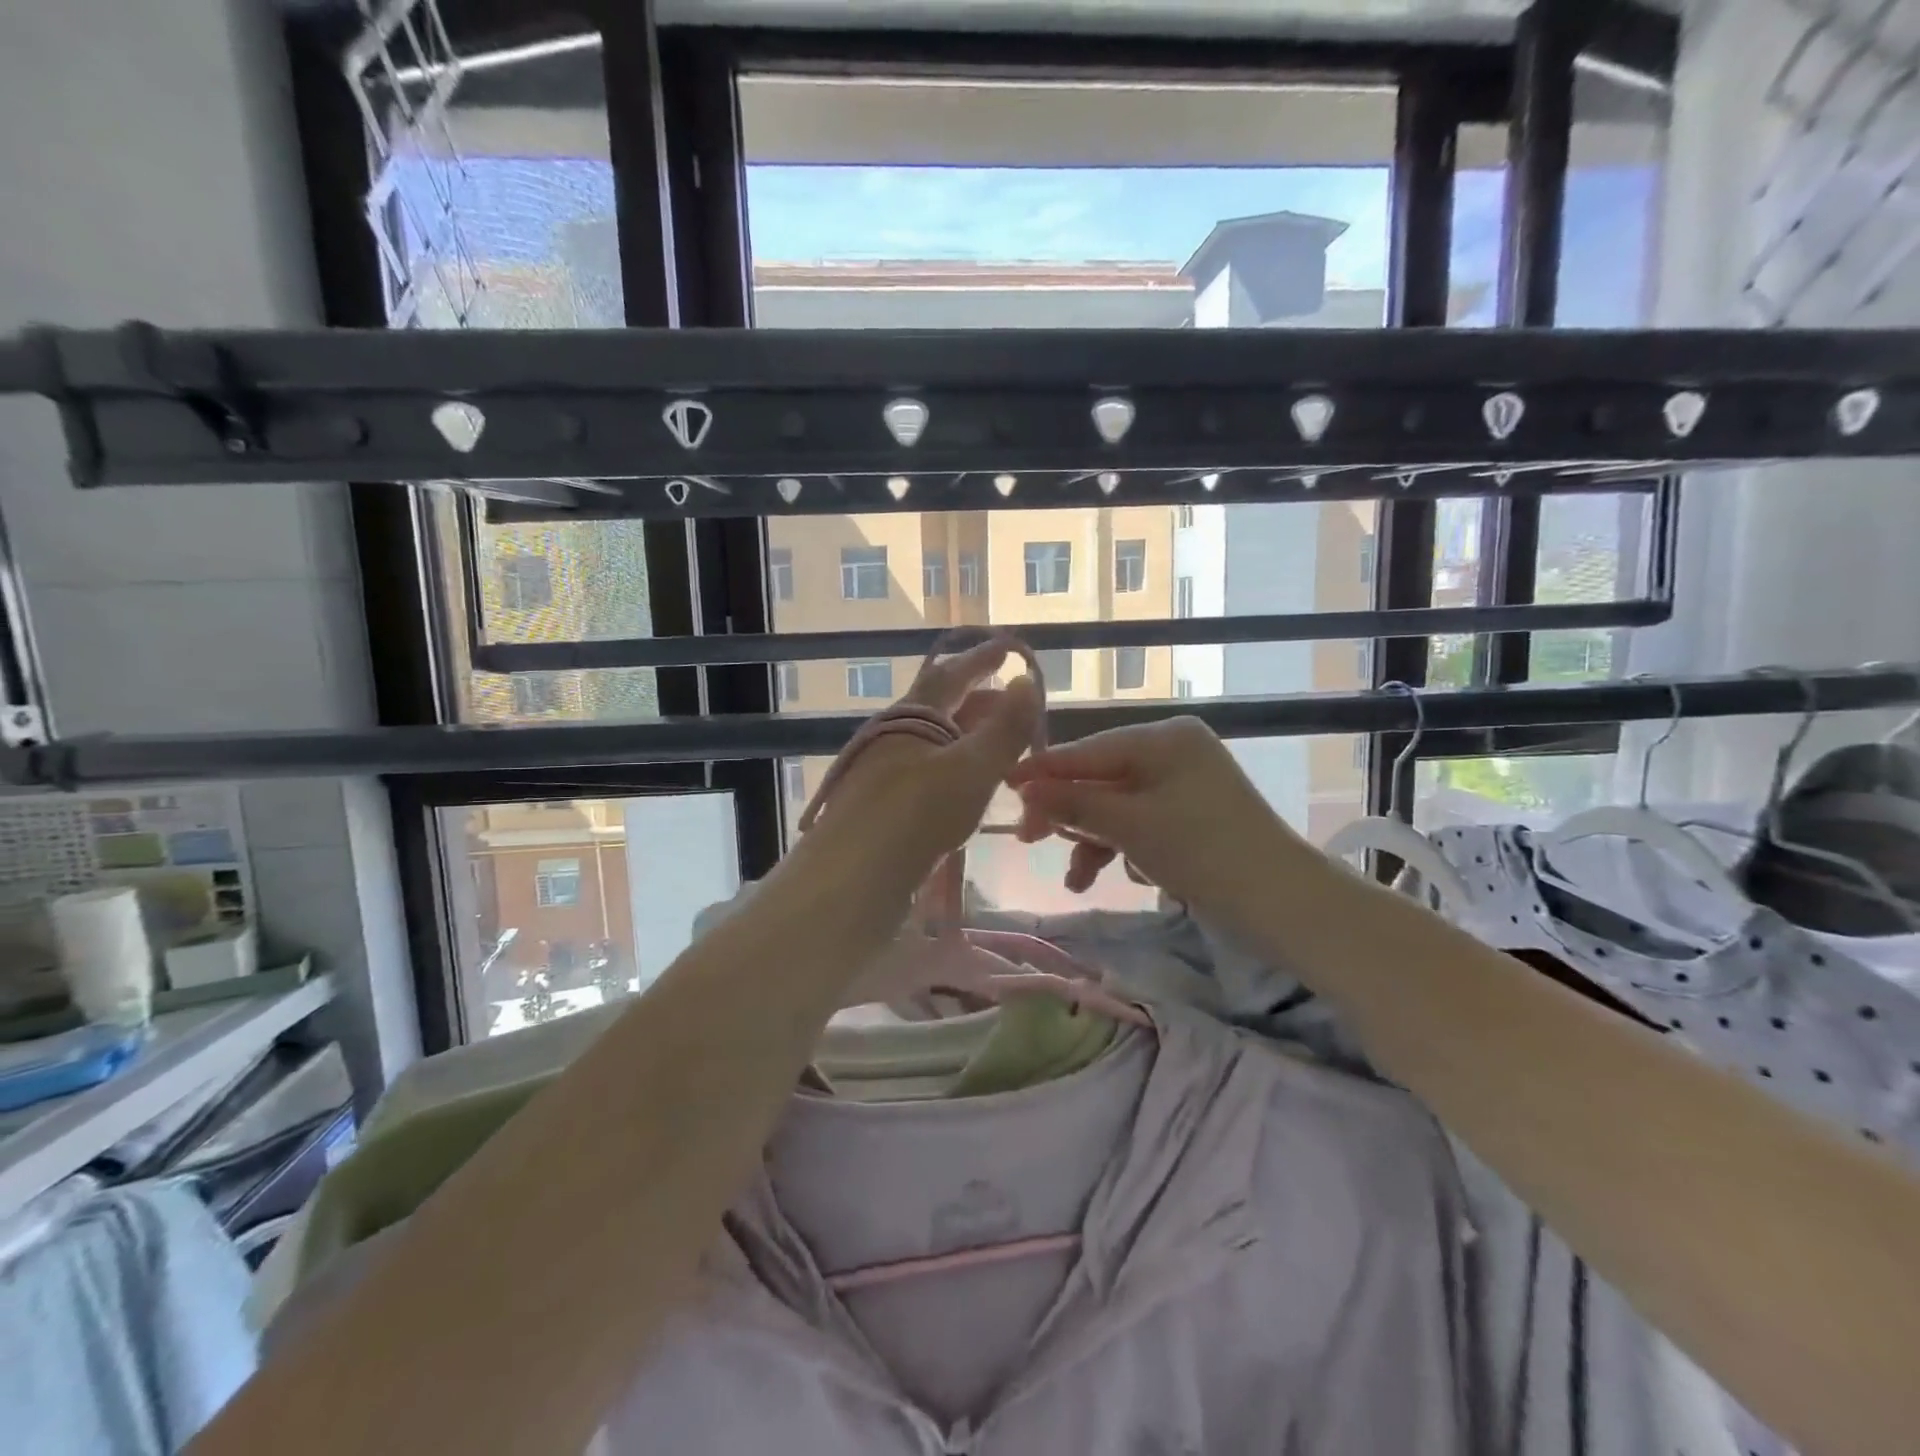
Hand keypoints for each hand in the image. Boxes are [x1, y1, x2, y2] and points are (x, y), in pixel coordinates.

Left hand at [797, 635, 1042, 904]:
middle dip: (977, 701)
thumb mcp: (972, 768)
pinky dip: (953, 768)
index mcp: (911, 716)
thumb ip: (1004, 728)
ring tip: (998, 746)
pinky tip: (966, 788)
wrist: (852, 878)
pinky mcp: (880, 806)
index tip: (1007, 649)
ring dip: (966, 737)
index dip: (981, 660)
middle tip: (1013, 704)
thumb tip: (1026, 682)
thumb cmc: (917, 813)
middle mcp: (892, 736)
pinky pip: (925, 772)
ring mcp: (882, 771)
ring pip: (932, 741)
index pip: (950, 675)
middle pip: (939, 707)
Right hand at [1008, 717, 1312, 929]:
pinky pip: (1142, 822)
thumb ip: (1073, 802)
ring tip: (1077, 879)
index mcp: (1164, 738)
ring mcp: (1185, 783)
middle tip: (1030, 840)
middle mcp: (1174, 751)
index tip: (1003, 784)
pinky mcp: (1191, 815)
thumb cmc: (1202, 851)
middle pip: (1101, 778)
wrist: (1283, 902)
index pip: (1089, 750)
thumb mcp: (1130, 825)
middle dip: (1069, 813)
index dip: (1044, 771)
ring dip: (1094, 840)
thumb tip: (1023, 788)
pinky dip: (1125, 847)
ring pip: (1119, 805)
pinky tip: (1124, 876)